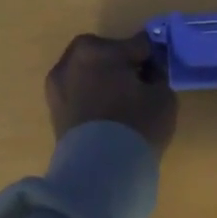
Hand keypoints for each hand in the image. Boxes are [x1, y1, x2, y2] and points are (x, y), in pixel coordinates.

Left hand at [45, 32, 178, 154]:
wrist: (99, 173)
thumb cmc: (135, 125)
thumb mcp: (163, 95)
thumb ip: (157, 75)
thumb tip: (149, 72)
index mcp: (97, 49)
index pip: (137, 45)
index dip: (152, 59)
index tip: (160, 73)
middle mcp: (71, 60)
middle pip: (107, 55)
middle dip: (123, 66)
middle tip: (140, 87)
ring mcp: (57, 85)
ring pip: (90, 74)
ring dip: (105, 82)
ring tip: (123, 104)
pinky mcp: (53, 110)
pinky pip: (79, 94)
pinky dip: (92, 98)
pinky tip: (107, 116)